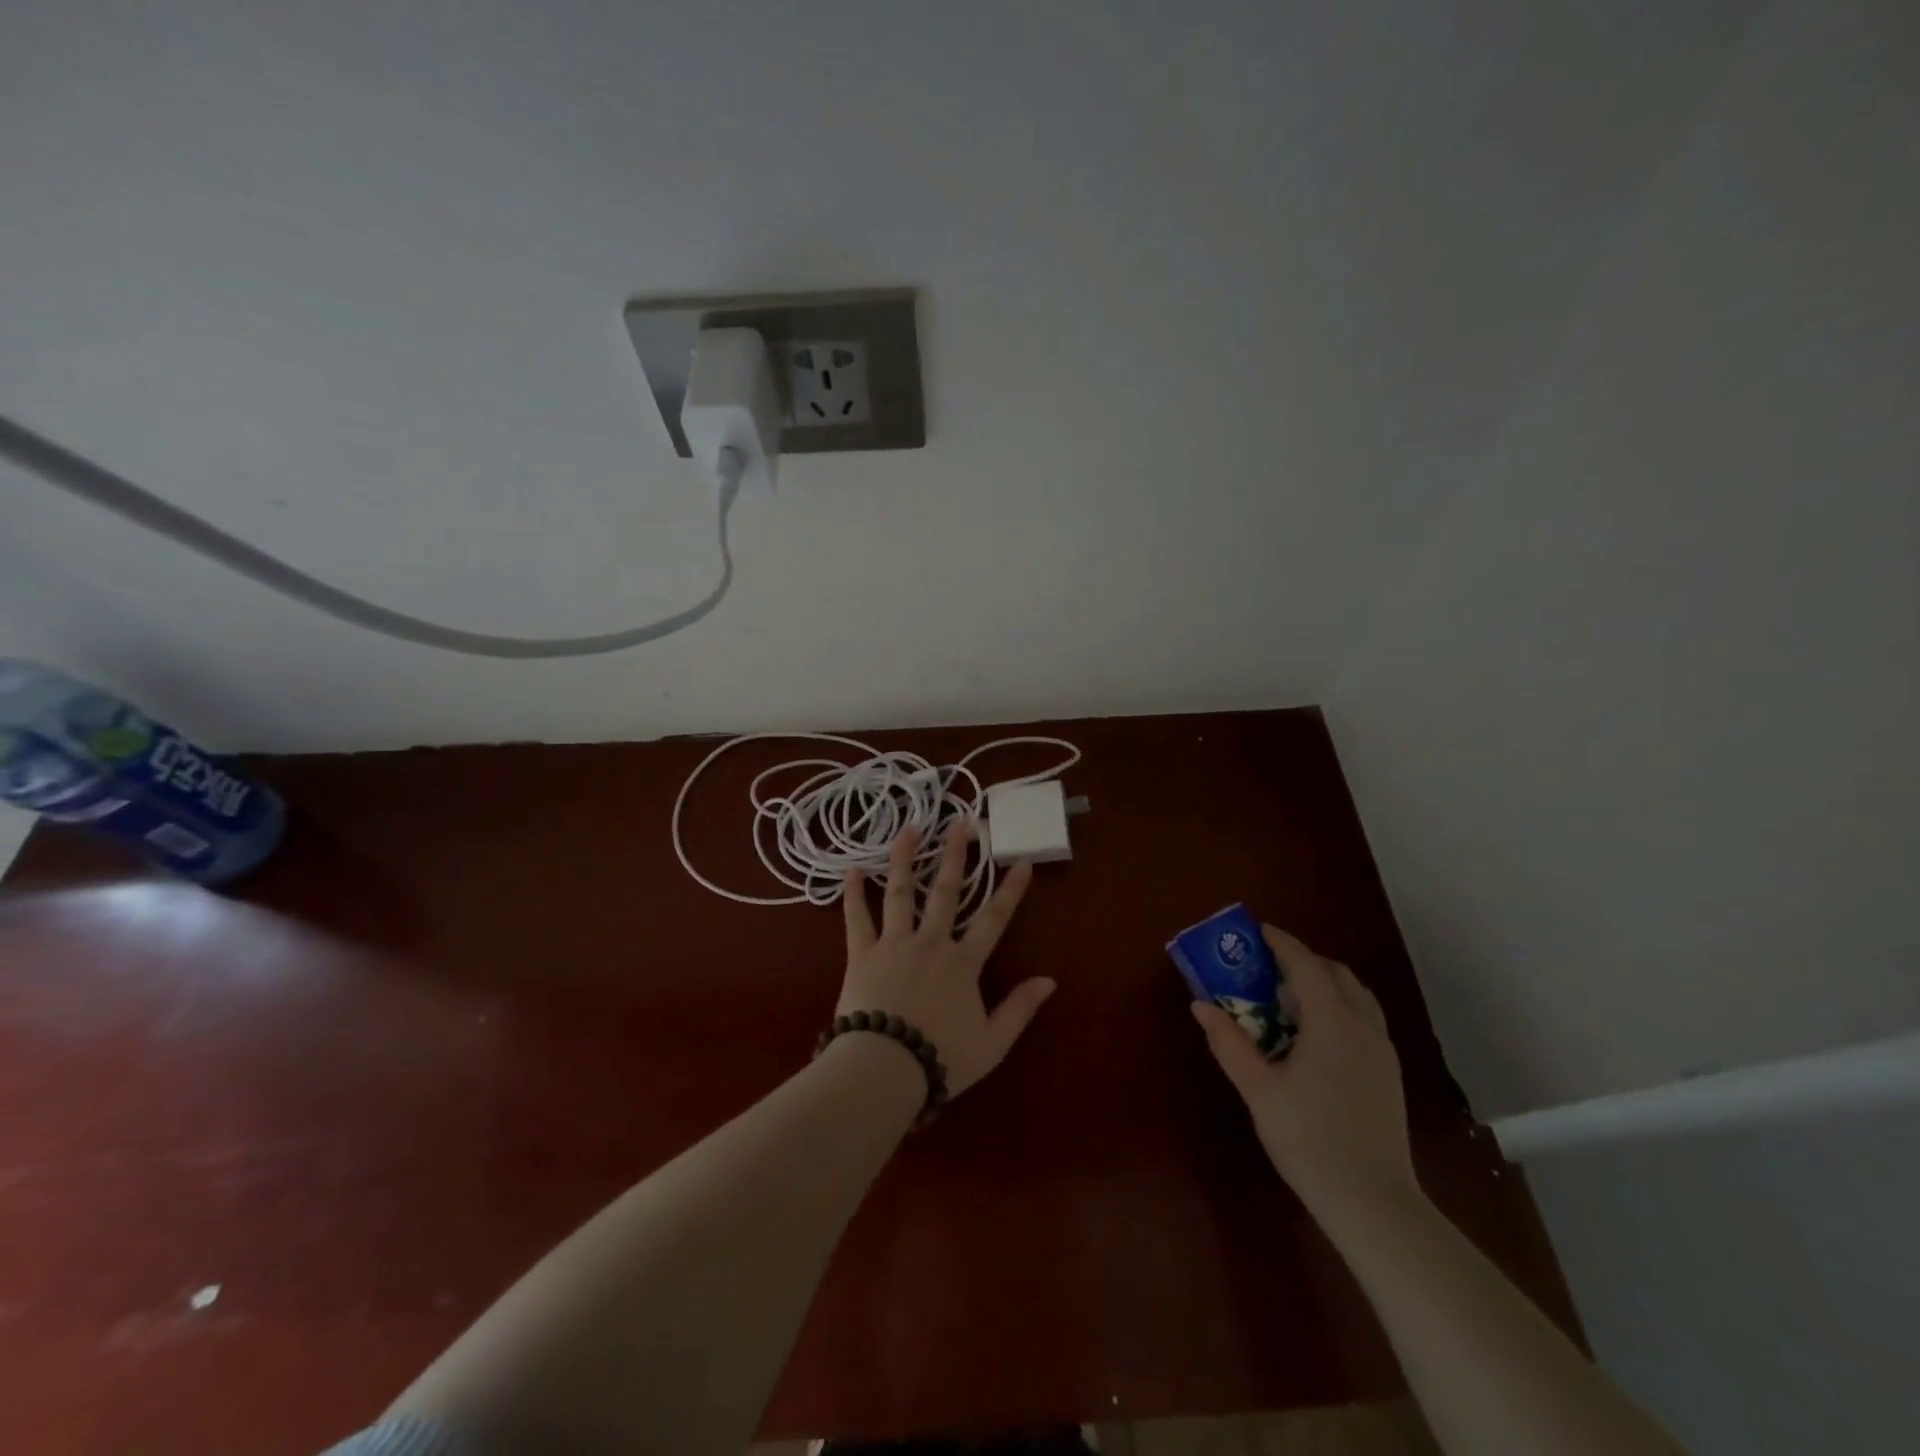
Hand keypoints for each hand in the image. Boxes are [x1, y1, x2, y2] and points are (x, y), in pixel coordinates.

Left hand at [838, 822, 1055, 1096]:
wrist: (883, 1069)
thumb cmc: (940, 1058)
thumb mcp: (991, 1043)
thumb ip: (1019, 1009)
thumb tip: (1049, 981)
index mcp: (963, 962)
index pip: (994, 918)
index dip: (1010, 889)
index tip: (1022, 861)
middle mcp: (930, 942)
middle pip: (945, 891)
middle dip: (955, 855)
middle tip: (960, 823)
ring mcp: (893, 944)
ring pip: (900, 892)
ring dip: (904, 858)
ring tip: (909, 828)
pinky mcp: (862, 954)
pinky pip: (857, 919)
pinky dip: (854, 894)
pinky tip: (852, 870)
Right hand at [1191, 926, 1420, 1222]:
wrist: (1373, 1203)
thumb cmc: (1309, 1139)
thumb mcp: (1258, 1090)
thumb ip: (1229, 1043)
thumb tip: (1201, 1005)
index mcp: (1332, 1022)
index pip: (1305, 965)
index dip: (1281, 943)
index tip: (1257, 931)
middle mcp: (1363, 1026)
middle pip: (1336, 974)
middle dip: (1303, 961)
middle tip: (1268, 968)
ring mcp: (1382, 1051)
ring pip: (1356, 996)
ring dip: (1325, 984)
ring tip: (1290, 1000)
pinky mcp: (1389, 1073)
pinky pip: (1364, 1020)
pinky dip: (1339, 1008)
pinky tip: (1315, 1036)